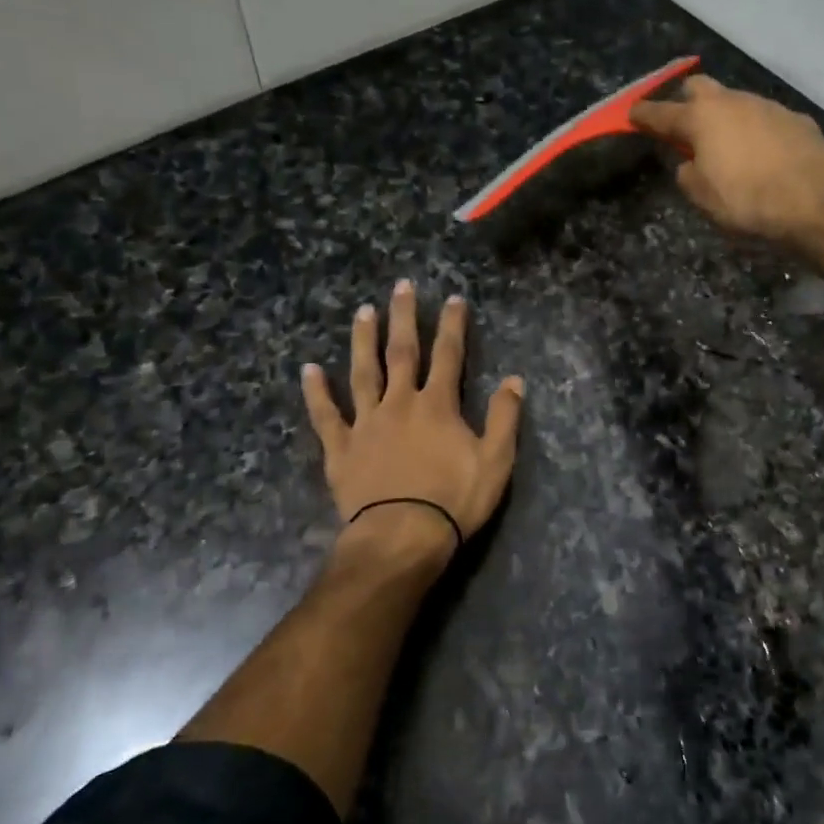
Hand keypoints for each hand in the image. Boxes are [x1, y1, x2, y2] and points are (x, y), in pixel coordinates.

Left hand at [301, 280, 525, 569]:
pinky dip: (317, 392)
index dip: (453, 325)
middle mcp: (400, 403)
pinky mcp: (341, 448)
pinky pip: (326, 415)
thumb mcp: (495, 461)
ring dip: (363, 341)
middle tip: (401, 286)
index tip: (454, 299)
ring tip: (362, 312)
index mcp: (438, 405)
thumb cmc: (454, 501)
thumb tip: (514, 379)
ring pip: (363, 373)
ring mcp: (367, 424)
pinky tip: (309, 369)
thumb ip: (504, 418)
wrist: (402, 537)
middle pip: (402, 352)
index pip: (449, 355)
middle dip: (404, 317)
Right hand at [630, 76, 823, 247]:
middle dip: (685, 100)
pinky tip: (763, 154)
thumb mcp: (703, 197)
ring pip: (735, 101)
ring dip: (725, 116)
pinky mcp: (796, 118)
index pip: (661, 112)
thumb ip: (687, 174)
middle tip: (683, 123)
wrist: (816, 201)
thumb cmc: (747, 200)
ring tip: (727, 144)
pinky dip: (756, 131)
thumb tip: (689, 164)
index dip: (643, 114)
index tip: (631, 113)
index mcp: (701, 119)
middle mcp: (732, 102)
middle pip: (699, 87)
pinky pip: (765, 118)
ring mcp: (767, 106)